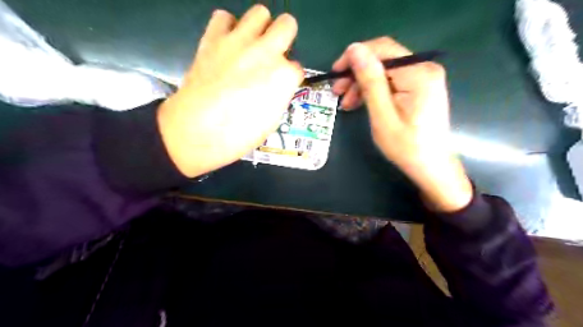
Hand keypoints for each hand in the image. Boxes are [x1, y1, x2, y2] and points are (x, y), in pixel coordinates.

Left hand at [157, 4, 302, 178]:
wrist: (197, 131)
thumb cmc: (239, 135)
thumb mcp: (272, 120)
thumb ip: (279, 95)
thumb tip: (277, 86)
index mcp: (283, 77)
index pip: (297, 68)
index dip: (289, 77)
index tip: (281, 84)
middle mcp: (266, 52)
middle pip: (287, 24)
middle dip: (285, 37)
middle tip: (274, 53)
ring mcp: (239, 42)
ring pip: (259, 13)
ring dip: (260, 28)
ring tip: (251, 45)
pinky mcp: (213, 39)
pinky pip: (224, 17)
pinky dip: (228, 27)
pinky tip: (227, 44)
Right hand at [330, 39, 470, 211]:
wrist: (431, 166)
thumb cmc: (406, 146)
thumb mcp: (382, 115)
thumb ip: (370, 81)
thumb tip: (355, 49)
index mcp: (418, 73)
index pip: (382, 49)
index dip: (354, 57)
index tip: (335, 74)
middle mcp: (424, 68)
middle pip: (383, 59)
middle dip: (357, 73)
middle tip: (337, 92)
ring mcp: (424, 77)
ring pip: (385, 70)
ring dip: (363, 83)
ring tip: (346, 103)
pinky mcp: (420, 87)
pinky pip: (392, 81)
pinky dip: (374, 90)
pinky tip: (361, 103)